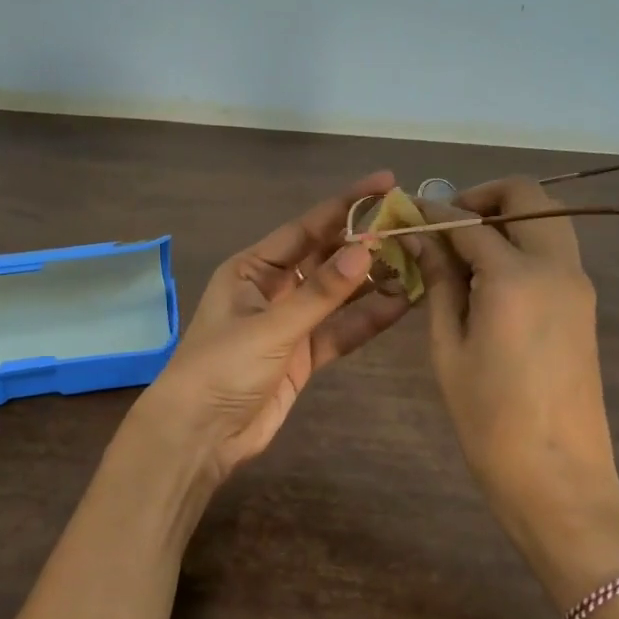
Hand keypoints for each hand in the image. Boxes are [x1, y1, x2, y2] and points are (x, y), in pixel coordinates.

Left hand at [136, 171, 410, 487]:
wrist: (199, 434)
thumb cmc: (222, 368)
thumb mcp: (271, 327)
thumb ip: (321, 293)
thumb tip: (367, 249)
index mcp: (252, 268)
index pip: (306, 227)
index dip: (346, 204)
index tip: (387, 183)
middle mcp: (273, 288)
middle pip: (326, 257)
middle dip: (366, 243)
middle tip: (413, 226)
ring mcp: (290, 323)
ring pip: (339, 295)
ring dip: (373, 281)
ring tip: (419, 262)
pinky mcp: (303, 356)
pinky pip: (340, 329)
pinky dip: (367, 319)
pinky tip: (401, 303)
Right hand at [416, 179, 618, 601]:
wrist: (557, 476)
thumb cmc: (487, 418)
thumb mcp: (448, 348)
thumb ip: (438, 283)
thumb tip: (421, 239)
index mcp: (515, 277)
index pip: (469, 222)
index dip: (434, 211)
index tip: (408, 211)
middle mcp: (556, 267)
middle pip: (529, 197)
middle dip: (484, 196)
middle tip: (447, 223)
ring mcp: (578, 284)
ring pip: (549, 219)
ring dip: (508, 216)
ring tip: (465, 247)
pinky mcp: (585, 304)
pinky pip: (555, 250)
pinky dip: (524, 241)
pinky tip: (490, 273)